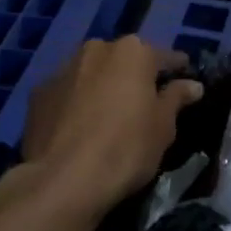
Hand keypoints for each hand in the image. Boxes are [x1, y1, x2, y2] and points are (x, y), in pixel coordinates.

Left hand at [22, 38, 202, 215]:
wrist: (63, 180)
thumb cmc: (126, 148)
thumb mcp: (163, 127)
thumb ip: (176, 99)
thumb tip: (192, 85)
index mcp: (133, 52)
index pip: (164, 56)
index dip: (177, 69)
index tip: (185, 79)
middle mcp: (96, 50)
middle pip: (123, 60)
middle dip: (134, 75)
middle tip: (144, 101)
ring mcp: (63, 70)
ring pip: (92, 73)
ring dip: (102, 87)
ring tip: (109, 115)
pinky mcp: (38, 94)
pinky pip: (68, 93)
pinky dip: (76, 103)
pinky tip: (80, 127)